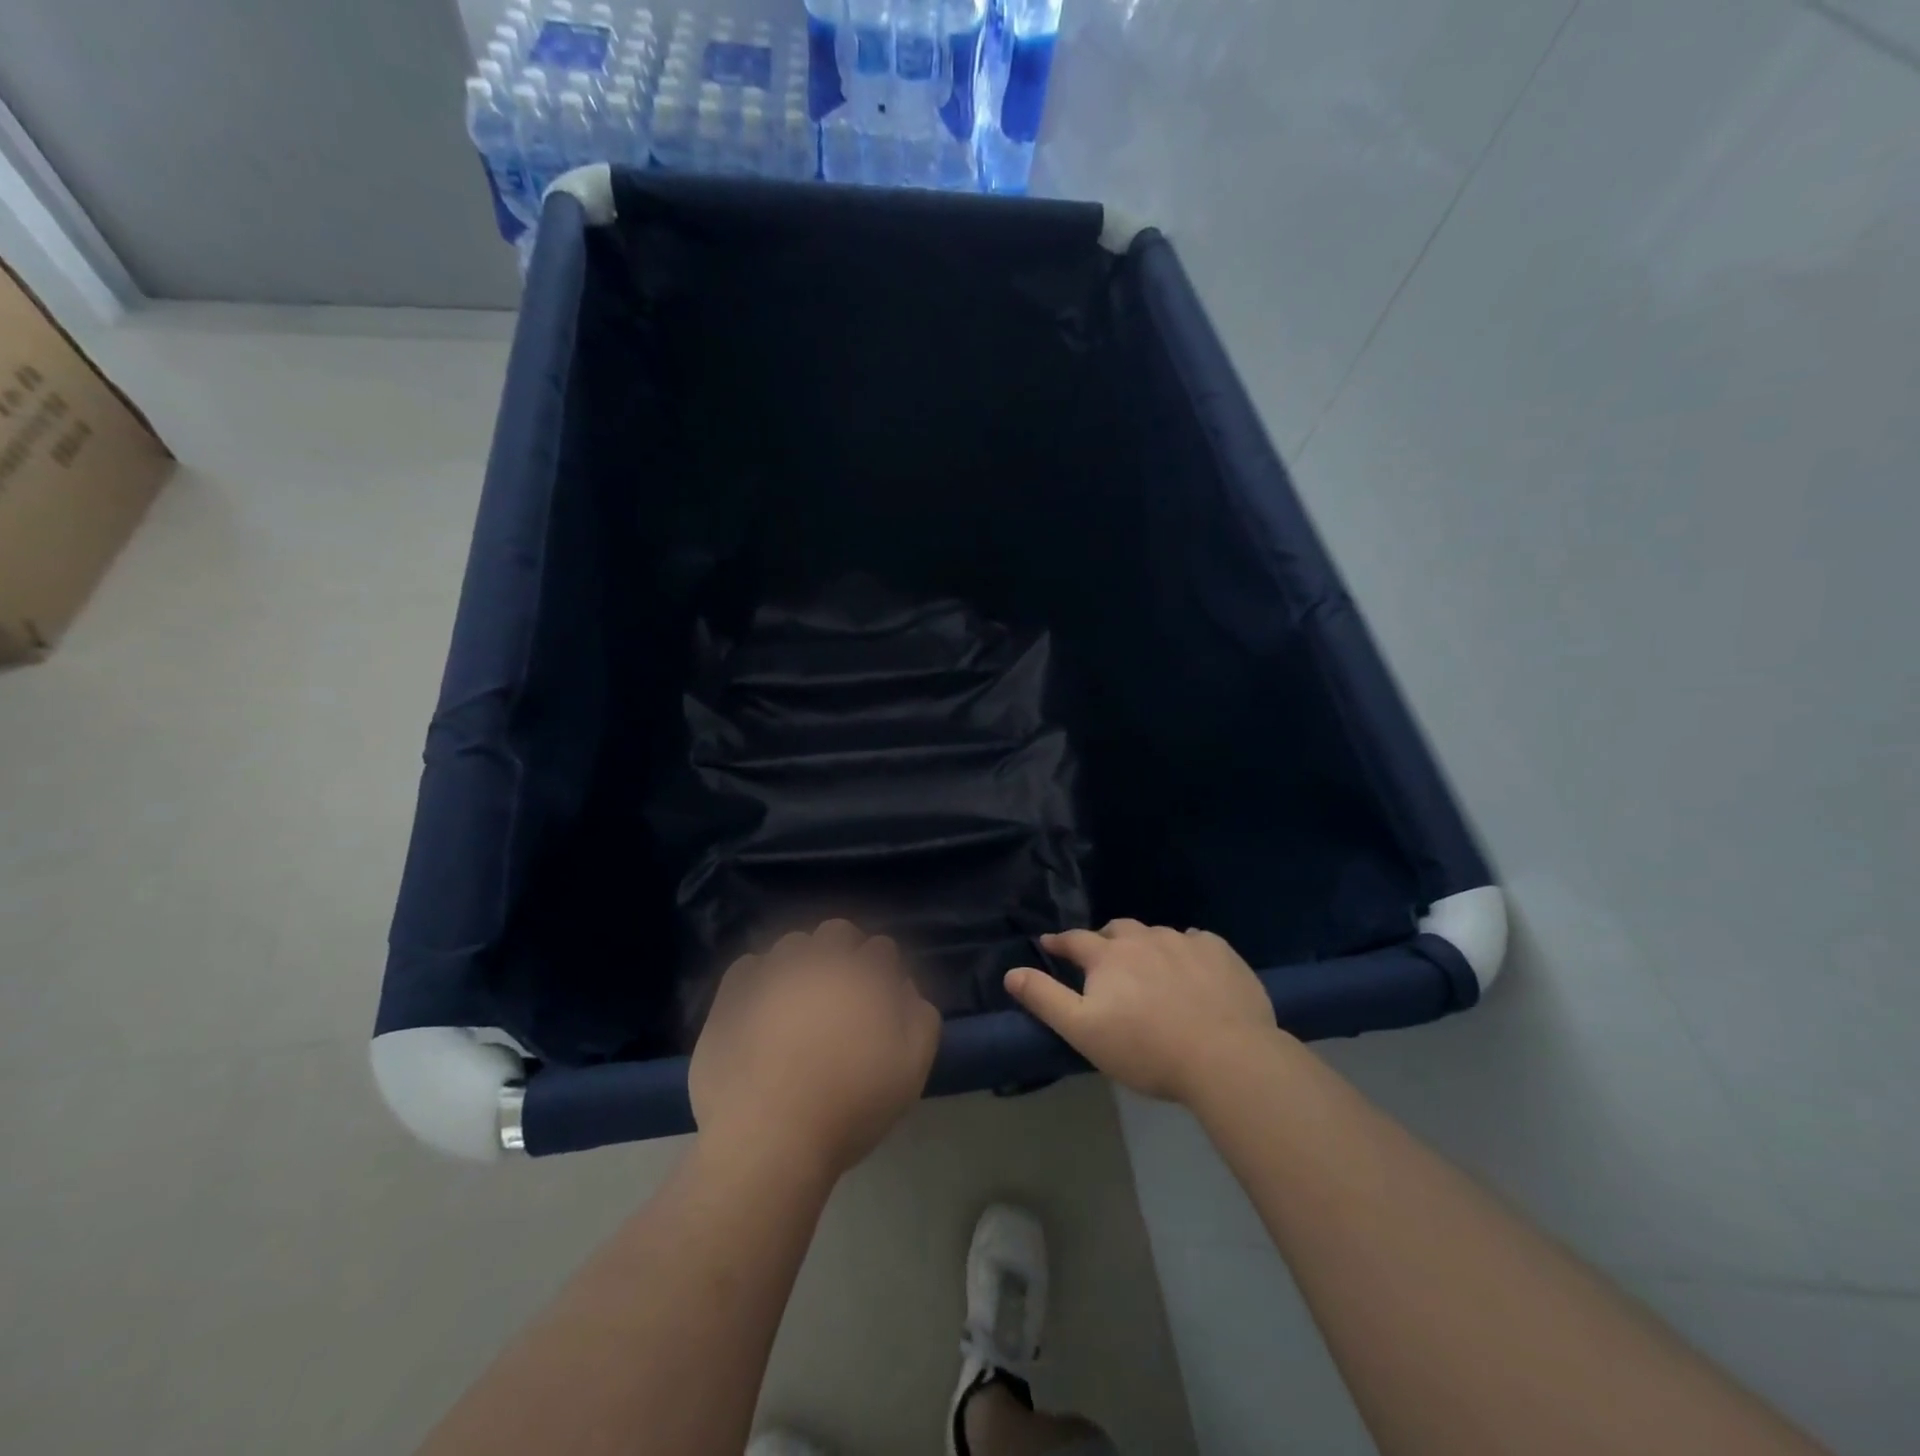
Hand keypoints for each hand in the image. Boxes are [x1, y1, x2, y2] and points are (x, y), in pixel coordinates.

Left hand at [690, 919, 941, 1183]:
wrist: (768, 1138)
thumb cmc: (850, 1106)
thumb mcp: (912, 1067)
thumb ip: (920, 1016)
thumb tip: (903, 986)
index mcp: (865, 974)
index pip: (882, 949)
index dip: (883, 972)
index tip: (879, 999)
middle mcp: (819, 960)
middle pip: (837, 932)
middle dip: (845, 952)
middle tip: (842, 993)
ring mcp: (772, 972)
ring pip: (792, 945)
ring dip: (802, 961)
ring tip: (799, 999)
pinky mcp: (732, 994)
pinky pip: (749, 967)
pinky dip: (759, 979)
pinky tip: (761, 1008)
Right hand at [1005, 920, 1280, 1104]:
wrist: (1226, 1057)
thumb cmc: (1146, 1049)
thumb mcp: (1083, 1031)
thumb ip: (1045, 999)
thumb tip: (1012, 972)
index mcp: (1109, 955)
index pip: (1075, 940)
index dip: (1059, 942)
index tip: (1049, 943)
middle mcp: (1144, 938)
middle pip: (1117, 930)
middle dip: (1104, 940)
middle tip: (1103, 957)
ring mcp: (1185, 942)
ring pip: (1156, 934)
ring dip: (1145, 945)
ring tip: (1148, 967)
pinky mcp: (1220, 953)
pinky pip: (1196, 941)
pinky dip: (1186, 950)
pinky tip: (1192, 968)